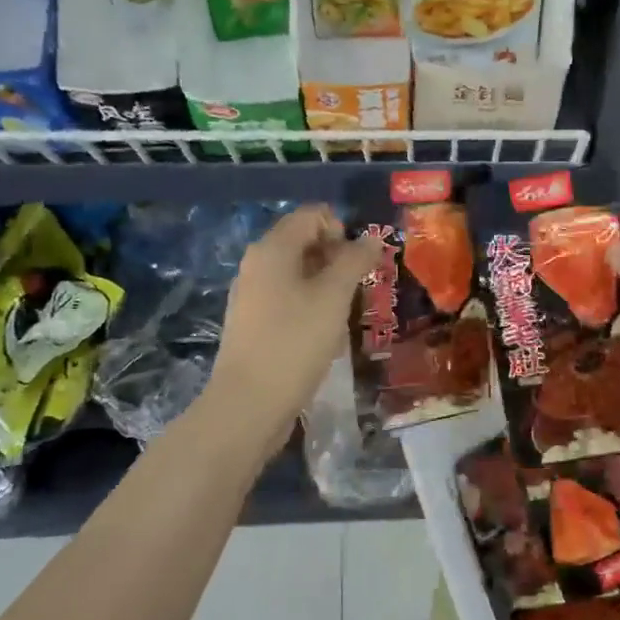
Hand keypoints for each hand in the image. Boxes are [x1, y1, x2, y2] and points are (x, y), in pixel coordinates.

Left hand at [207, 206, 381, 434]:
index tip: (360, 262)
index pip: (312, 215)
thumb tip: (370, 239)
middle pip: (304, 241)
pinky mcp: (253, 323)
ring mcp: (251, 295)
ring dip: (327, 284)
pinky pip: (288, 298)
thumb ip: (355, 261)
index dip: (342, 229)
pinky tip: (324, 335)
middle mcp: (257, 264)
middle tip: (358, 288)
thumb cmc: (295, 342)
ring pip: (298, 273)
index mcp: (272, 249)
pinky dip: (311, 305)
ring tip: (344, 314)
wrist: (249, 405)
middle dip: (337, 257)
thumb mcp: (334, 297)